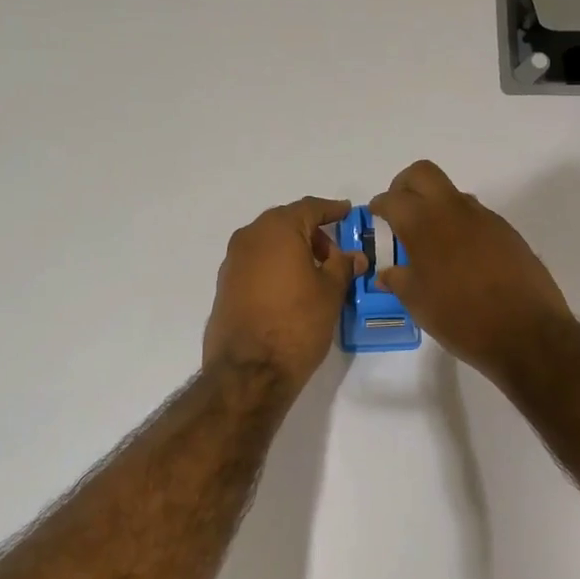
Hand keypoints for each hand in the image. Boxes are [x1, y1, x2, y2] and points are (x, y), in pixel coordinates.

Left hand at [203, 196, 367, 390]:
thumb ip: (343, 267)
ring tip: (316, 274)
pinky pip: (256, 263)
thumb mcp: (330, 293)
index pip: (310, 208)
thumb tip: (353, 256)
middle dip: (312, 232)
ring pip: (269, 243)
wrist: (249, 370)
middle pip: (286, 222)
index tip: (347, 212)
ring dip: (292, 250)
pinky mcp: (225, 284)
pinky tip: (291, 288)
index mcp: (277, 229)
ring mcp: (233, 261)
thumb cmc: (297, 324)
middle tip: (335, 253)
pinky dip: (275, 266)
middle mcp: (250, 237)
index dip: (332, 210)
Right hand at [369, 160, 571, 376]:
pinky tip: (461, 258)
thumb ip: (398, 281)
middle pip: (423, 175)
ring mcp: (485, 218)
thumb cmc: (461, 318)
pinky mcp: (507, 232)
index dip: (380, 205)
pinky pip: (475, 216)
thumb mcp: (418, 303)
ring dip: (436, 207)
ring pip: (452, 194)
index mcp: (424, 224)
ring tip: (431, 242)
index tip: (376, 216)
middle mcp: (454, 210)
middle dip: (405, 186)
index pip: (393, 198)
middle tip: (399, 212)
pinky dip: (460, 226)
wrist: (527, 333)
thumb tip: (386, 274)